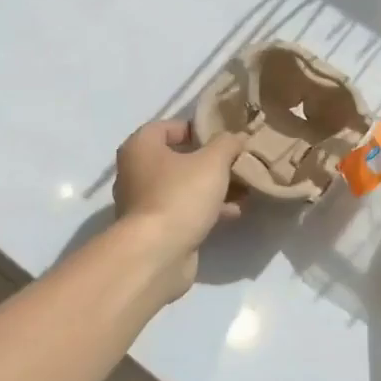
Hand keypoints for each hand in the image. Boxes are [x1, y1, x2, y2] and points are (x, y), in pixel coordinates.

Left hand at [113, 120, 246, 300]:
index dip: (196, 128)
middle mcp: (136, 172)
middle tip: (237, 162)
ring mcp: (144, 203)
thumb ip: (227, 143)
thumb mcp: (213, 161)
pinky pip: (184, 210)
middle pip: (178, 158)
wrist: (156, 254)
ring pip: (184, 186)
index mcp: (141, 147)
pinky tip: (234, 212)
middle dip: (210, 161)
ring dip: (213, 187)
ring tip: (244, 188)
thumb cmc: (180, 196)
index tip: (223, 136)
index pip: (167, 126)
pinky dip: (207, 209)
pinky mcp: (155, 229)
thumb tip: (237, 137)